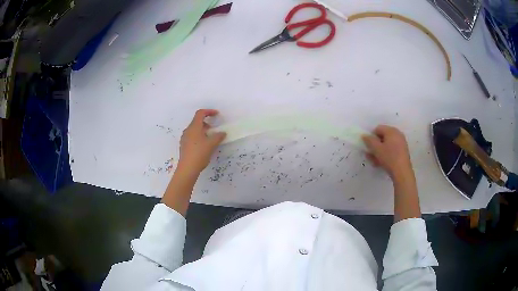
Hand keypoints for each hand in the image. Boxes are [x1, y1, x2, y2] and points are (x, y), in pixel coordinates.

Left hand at [177, 109, 225, 175]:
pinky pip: (192, 136)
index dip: (209, 112)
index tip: (217, 114)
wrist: (187, 168)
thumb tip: (222, 133)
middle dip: (206, 122)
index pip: (200, 113)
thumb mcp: (211, 144)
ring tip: (210, 137)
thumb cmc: (199, 153)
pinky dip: (199, 136)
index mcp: (194, 127)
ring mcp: (184, 138)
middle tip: (214, 128)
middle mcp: (188, 130)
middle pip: (196, 121)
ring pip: (194, 129)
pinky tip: (204, 145)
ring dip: (203, 130)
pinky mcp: (184, 145)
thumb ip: (218, 136)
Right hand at [362, 125, 412, 178]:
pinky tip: (380, 163)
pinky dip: (385, 154)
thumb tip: (364, 135)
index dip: (371, 136)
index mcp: (391, 131)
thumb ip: (369, 141)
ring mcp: (401, 143)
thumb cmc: (389, 158)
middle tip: (369, 154)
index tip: (368, 146)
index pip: (378, 129)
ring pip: (387, 145)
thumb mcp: (376, 149)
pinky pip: (392, 150)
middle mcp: (397, 134)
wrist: (402, 172)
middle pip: (383, 137)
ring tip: (373, 161)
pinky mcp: (402, 152)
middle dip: (375, 145)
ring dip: (379, 151)